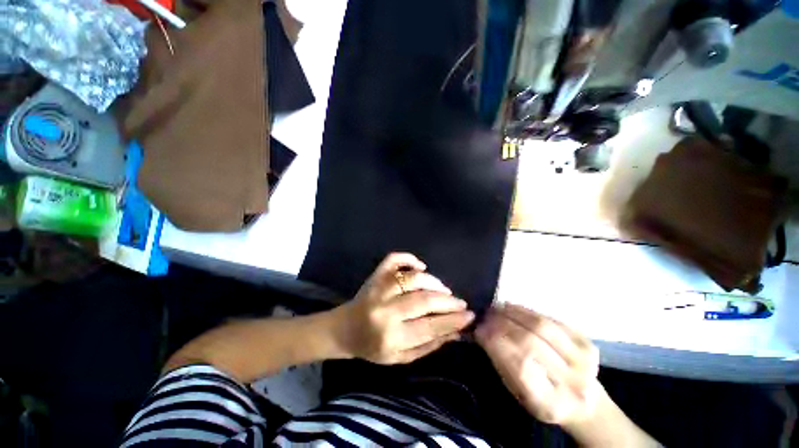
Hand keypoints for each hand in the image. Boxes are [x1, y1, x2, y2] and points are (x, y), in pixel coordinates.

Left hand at [333, 253, 474, 363]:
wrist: (345, 329)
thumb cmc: (372, 347)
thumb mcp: (400, 357)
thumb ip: (428, 345)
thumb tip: (456, 332)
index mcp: (390, 336)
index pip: (429, 327)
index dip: (452, 321)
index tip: (469, 316)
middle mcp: (384, 310)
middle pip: (423, 300)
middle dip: (447, 302)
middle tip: (460, 302)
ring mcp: (378, 288)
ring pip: (412, 278)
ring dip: (433, 282)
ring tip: (443, 290)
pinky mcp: (375, 275)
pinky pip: (393, 259)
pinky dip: (408, 258)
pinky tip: (420, 266)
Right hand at [475, 304, 601, 427]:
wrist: (584, 400)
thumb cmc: (541, 398)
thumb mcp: (518, 391)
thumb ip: (501, 361)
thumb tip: (481, 330)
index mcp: (551, 404)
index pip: (520, 365)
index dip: (497, 342)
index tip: (479, 328)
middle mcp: (572, 383)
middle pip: (531, 342)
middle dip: (503, 323)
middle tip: (486, 314)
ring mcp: (584, 361)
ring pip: (541, 326)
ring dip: (514, 312)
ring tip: (497, 307)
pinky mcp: (587, 343)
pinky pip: (550, 319)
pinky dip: (527, 311)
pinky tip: (513, 308)